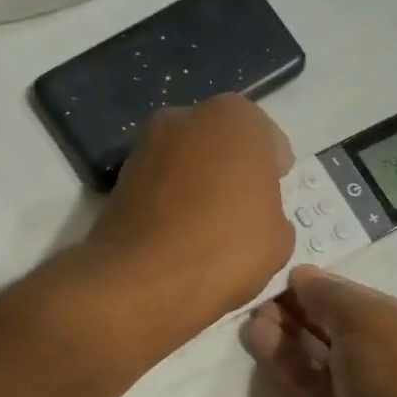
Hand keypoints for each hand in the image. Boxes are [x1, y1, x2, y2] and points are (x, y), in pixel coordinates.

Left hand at [83, 95, 294, 339]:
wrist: (143, 279)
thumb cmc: (225, 248)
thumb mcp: (278, 239)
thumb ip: (272, 213)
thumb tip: (254, 216)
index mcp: (234, 118)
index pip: (267, 142)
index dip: (272, 175)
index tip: (270, 203)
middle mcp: (184, 117)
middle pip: (220, 145)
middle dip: (230, 172)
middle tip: (238, 214)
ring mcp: (144, 145)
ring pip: (185, 163)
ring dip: (196, 185)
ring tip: (204, 230)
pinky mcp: (118, 177)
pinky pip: (158, 186)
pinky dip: (168, 203)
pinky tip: (175, 237)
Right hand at [245, 267, 396, 396]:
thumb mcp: (371, 322)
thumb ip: (332, 295)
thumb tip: (301, 275)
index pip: (374, 305)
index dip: (334, 289)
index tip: (295, 277)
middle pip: (346, 327)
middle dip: (308, 308)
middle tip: (268, 293)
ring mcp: (368, 395)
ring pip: (323, 354)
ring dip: (291, 330)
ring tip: (256, 310)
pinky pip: (307, 379)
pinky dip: (284, 357)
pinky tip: (258, 334)